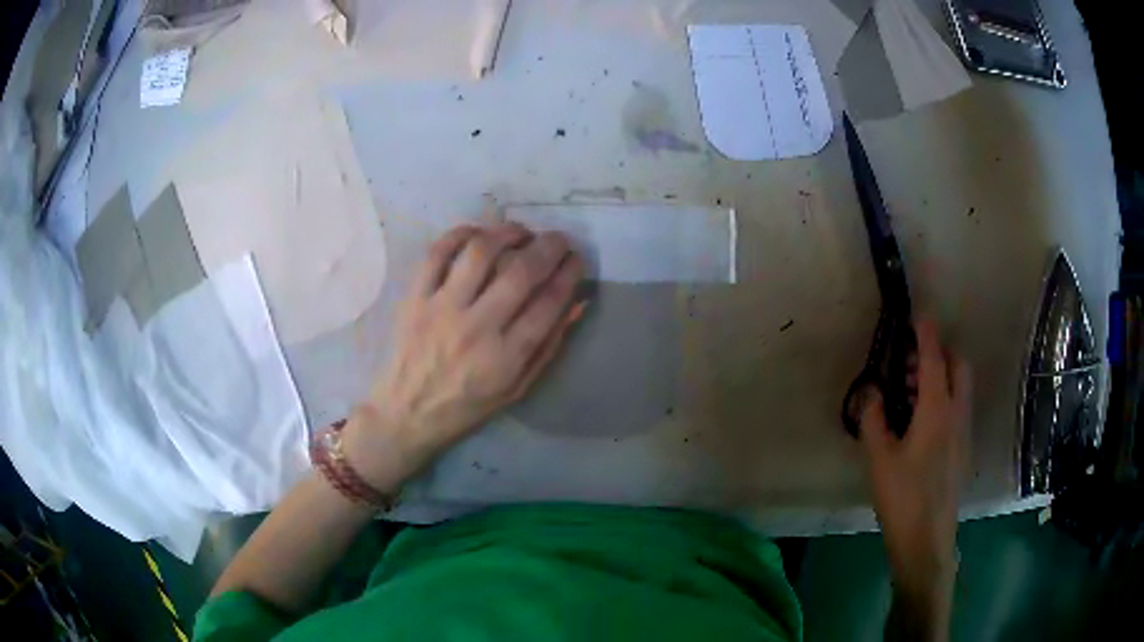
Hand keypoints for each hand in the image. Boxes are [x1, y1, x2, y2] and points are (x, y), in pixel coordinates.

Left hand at [343, 223, 584, 489]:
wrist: (407, 413)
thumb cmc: (467, 406)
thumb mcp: (517, 388)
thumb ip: (548, 346)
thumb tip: (575, 304)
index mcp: (506, 357)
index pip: (549, 303)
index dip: (570, 273)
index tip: (577, 259)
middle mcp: (476, 328)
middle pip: (521, 272)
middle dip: (549, 247)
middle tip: (559, 239)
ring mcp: (442, 309)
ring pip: (480, 253)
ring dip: (507, 233)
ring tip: (520, 232)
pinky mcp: (415, 298)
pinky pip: (437, 253)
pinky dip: (460, 234)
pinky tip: (478, 233)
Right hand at [859, 318, 970, 635]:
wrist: (927, 539)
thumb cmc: (902, 497)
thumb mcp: (879, 459)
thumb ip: (874, 419)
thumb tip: (871, 391)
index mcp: (936, 410)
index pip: (934, 359)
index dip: (925, 334)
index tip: (917, 314)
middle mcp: (957, 413)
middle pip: (958, 365)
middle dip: (940, 351)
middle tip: (911, 358)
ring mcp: (964, 431)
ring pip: (960, 386)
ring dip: (941, 375)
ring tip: (911, 388)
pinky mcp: (963, 448)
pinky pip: (958, 406)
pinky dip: (944, 396)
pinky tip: (921, 420)